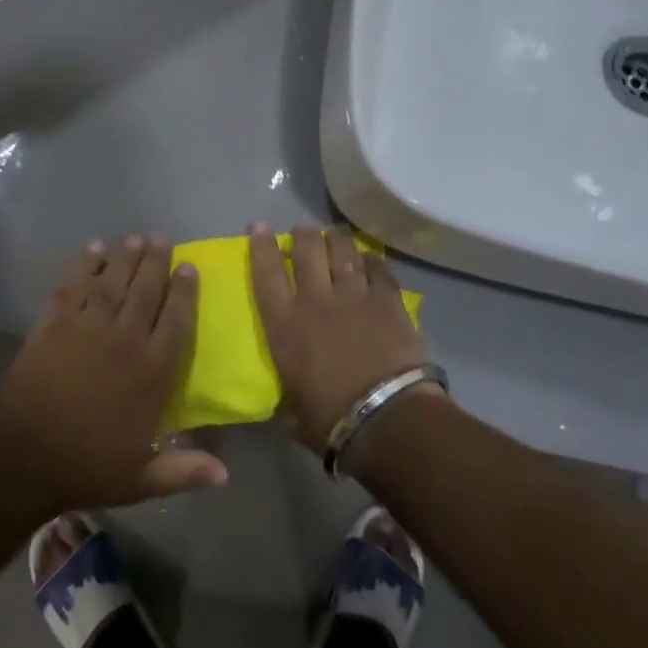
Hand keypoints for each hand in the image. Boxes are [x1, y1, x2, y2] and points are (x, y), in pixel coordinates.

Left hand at [0, 235, 228, 513]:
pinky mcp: (55, 324)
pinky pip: (73, 287)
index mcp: (151, 371)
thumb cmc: (88, 466)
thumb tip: (226, 475)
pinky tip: (92, 250)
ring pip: (112, 282)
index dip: (185, 292)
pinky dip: (83, 266)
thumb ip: (184, 470)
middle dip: (156, 262)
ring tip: (135, 237)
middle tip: (162, 238)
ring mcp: (87, 327)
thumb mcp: (142, 478)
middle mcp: (124, 339)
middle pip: (145, 291)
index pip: (176, 321)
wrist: (25, 456)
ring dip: (125, 257)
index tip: (190, 267)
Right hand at [248, 223, 431, 454]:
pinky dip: (373, 261)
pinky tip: (370, 259)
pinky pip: (379, 270)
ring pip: (343, 252)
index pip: (266, 273)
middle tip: (303, 230)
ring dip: (337, 240)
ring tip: (335, 235)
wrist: (387, 418)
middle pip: (307, 251)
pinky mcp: (388, 302)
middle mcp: (316, 300)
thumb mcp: (293, 409)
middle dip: (303, 235)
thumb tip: (288, 405)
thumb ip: (289, 395)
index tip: (259, 226)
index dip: (261, 246)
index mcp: (285, 324)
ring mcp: (354, 297)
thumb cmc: (331, 421)